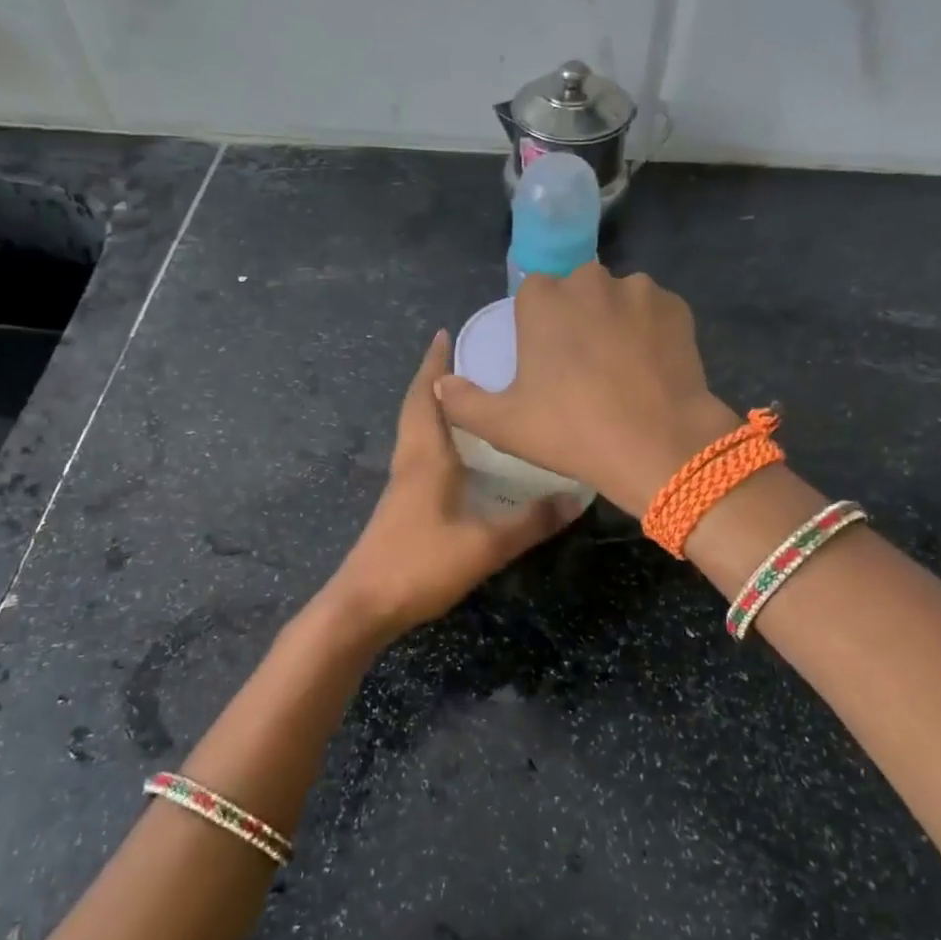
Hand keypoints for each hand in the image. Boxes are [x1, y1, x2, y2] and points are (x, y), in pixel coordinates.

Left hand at [326, 330, 582, 642]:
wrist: (363, 605)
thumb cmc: (420, 565)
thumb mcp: (485, 544)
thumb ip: (531, 521)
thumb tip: (577, 497)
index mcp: (425, 456)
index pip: (427, 396)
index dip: (435, 364)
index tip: (446, 333)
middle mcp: (409, 461)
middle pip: (417, 407)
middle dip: (436, 378)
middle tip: (465, 359)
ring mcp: (401, 484)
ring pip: (415, 431)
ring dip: (434, 406)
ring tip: (468, 398)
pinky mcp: (400, 506)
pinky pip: (418, 454)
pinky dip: (435, 437)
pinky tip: (458, 455)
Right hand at [434, 264, 740, 515]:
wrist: (659, 445)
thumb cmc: (572, 431)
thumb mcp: (503, 425)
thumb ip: (462, 401)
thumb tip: (440, 384)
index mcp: (543, 298)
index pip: (531, 295)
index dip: (535, 327)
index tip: (543, 363)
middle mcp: (590, 280)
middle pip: (576, 292)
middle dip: (575, 319)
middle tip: (581, 370)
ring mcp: (639, 291)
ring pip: (617, 300)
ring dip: (613, 322)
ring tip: (619, 371)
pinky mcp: (678, 308)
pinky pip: (653, 313)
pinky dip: (648, 332)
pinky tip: (649, 369)